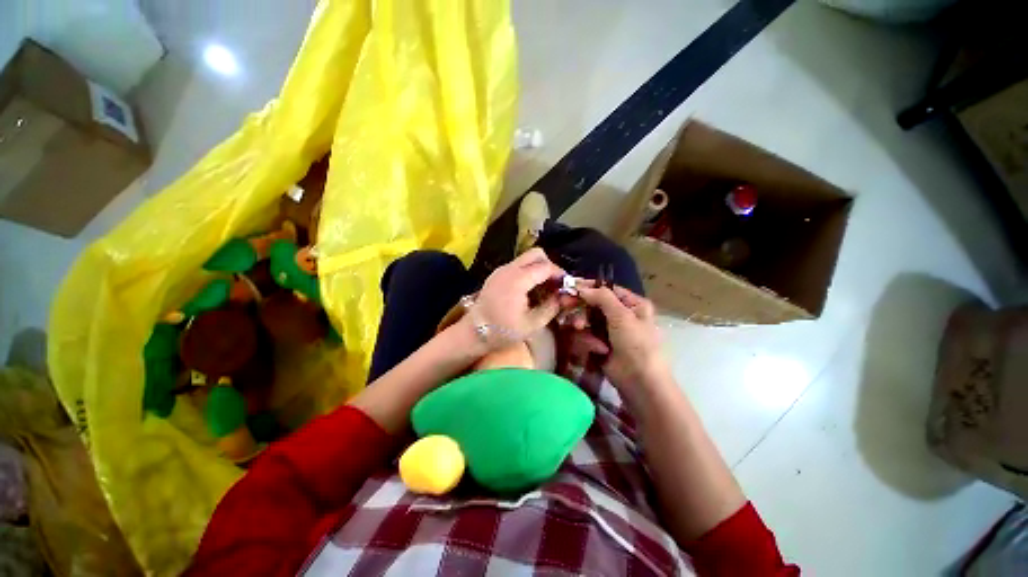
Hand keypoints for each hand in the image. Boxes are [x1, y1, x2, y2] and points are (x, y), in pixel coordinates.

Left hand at [468, 248, 564, 350]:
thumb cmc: (502, 331)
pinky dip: (528, 272)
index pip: (545, 266)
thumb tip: (563, 297)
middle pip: (536, 254)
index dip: (559, 274)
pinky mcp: (497, 274)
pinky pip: (518, 265)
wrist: (473, 333)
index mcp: (518, 280)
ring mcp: (501, 270)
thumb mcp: (532, 324)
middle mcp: (509, 269)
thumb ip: (551, 307)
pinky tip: (530, 290)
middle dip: (550, 266)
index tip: (566, 286)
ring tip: (544, 288)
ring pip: (526, 258)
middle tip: (555, 284)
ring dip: (539, 269)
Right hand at [572, 283, 668, 389]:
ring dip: (583, 327)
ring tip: (581, 331)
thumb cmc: (636, 344)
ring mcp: (608, 331)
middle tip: (563, 305)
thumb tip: (581, 286)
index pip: (606, 289)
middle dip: (580, 308)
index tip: (570, 285)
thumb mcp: (622, 316)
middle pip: (593, 305)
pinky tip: (595, 350)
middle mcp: (620, 315)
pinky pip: (585, 337)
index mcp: (632, 304)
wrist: (640, 382)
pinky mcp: (599, 345)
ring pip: (586, 321)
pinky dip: (587, 342)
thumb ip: (602, 297)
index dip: (588, 286)